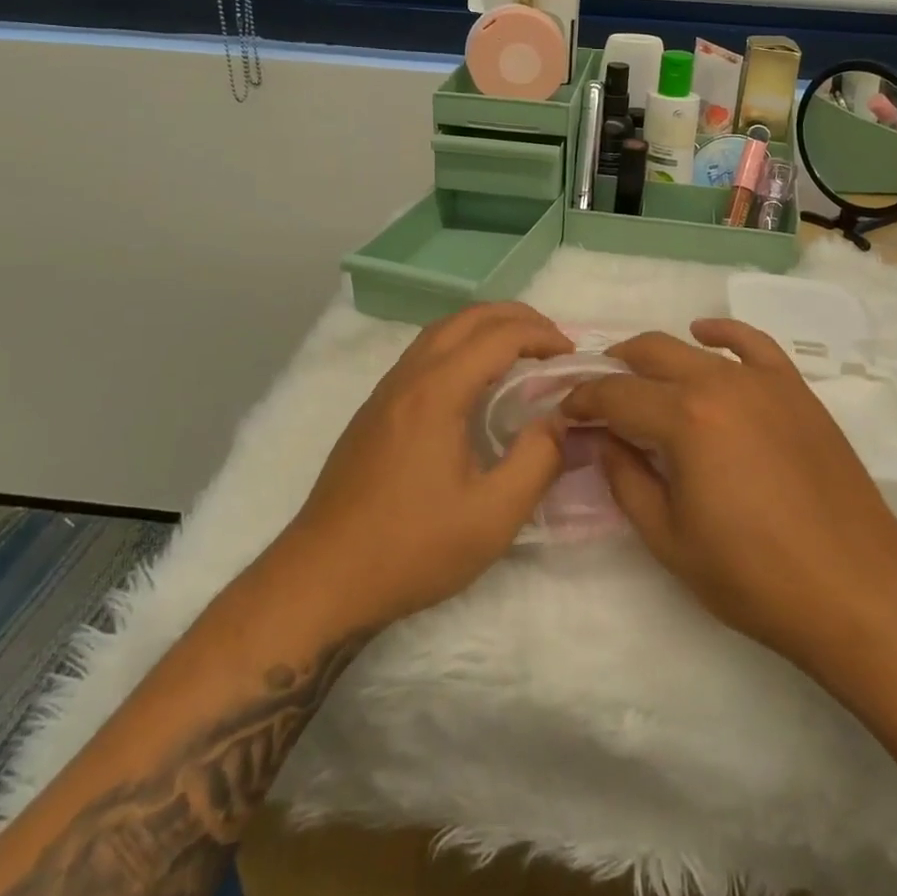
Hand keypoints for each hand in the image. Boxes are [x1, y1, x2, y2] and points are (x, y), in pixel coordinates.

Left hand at [277, 302, 572, 628]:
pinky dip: (460, 345)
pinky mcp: (375, 409)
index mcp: (437, 392)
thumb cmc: (410, 548)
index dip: (542, 337)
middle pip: (467, 318)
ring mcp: (386, 390)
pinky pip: (424, 353)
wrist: (322, 577)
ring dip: (486, 327)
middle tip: (554, 343)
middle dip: (517, 318)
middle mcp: (409, 377)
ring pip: (441, 331)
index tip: (573, 358)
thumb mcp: (491, 516)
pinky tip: (474, 381)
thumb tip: (562, 420)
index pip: (499, 336)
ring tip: (521, 351)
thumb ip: (538, 461)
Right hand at [563, 319, 896, 670]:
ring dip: (657, 356)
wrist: (856, 590)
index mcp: (684, 419)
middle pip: (649, 354)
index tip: (566, 414)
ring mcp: (762, 381)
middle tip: (596, 397)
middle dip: (613, 369)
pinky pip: (753, 343)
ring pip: (694, 348)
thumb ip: (625, 478)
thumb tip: (600, 438)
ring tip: (638, 375)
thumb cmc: (754, 576)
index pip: (615, 394)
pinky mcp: (795, 390)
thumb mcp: (668, 537)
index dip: (582, 400)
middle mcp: (719, 382)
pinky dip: (722, 333)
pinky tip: (704, 335)